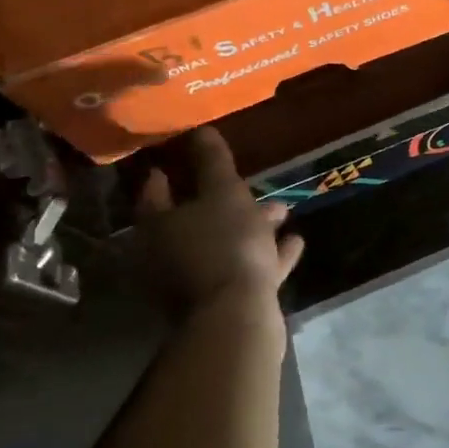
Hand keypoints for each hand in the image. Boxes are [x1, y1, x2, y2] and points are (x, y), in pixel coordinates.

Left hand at [129, 127, 303, 319]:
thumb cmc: (225, 245)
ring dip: (253, 228)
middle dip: (224, 202)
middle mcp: (168, 256)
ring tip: (282, 214)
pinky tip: (294, 243)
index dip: (165, 176)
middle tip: (250, 187)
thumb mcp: (224, 193)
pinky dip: (268, 256)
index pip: (154, 194)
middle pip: (194, 221)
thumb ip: (212, 162)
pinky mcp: (223, 304)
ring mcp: (195, 284)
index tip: (174, 162)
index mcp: (159, 228)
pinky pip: (247, 271)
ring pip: (224, 246)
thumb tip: (200, 129)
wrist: (237, 318)